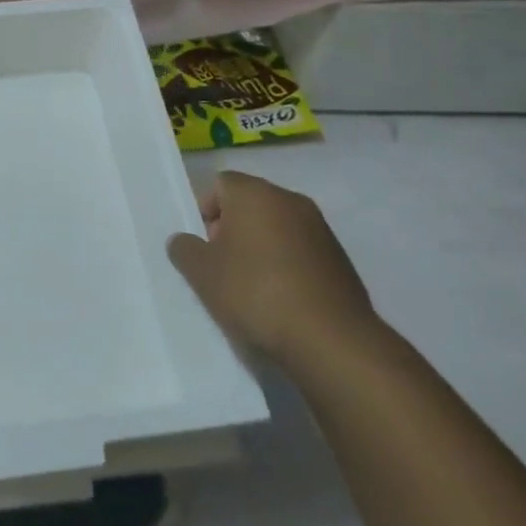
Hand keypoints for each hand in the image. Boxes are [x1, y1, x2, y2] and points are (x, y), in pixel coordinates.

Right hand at [167, 171, 381, 369]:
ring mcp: (320, 229)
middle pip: (249, 204)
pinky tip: (282, 301)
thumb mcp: (202, 274)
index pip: (220, 184)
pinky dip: (288, 267)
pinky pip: (301, 252)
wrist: (332, 341)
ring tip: (252, 289)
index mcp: (255, 193)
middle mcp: (289, 200)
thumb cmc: (257, 293)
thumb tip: (184, 241)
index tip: (203, 246)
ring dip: (261, 249)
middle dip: (232, 230)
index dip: (204, 211)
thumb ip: (184, 249)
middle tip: (222, 267)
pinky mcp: (341, 259)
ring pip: (277, 228)